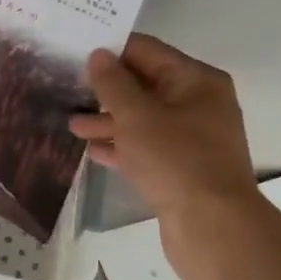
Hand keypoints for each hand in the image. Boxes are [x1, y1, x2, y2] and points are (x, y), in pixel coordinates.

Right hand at [69, 34, 260, 271]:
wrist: (213, 229)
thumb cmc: (174, 160)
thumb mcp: (135, 115)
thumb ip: (112, 83)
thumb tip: (98, 55)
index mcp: (196, 80)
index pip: (146, 51)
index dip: (111, 50)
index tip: (75, 52)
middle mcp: (199, 103)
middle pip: (145, 84)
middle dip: (106, 89)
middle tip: (67, 87)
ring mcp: (193, 138)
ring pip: (144, 118)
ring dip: (109, 120)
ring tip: (73, 126)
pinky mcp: (184, 168)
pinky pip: (148, 146)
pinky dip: (123, 145)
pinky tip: (93, 151)